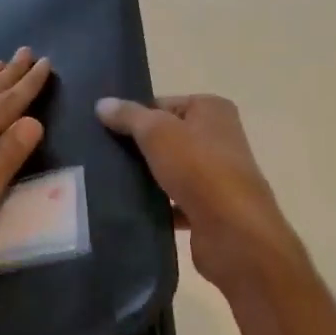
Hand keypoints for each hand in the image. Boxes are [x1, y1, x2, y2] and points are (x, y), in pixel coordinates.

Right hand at [96, 94, 303, 291]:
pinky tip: (131, 210)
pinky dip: (157, 206)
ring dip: (147, 178)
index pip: (163, 104)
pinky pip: (175, 202)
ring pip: (170, 171)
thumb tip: (102, 103)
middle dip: (138, 148)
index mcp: (212, 110)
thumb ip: (129, 116)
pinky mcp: (209, 208)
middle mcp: (219, 138)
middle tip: (102, 156)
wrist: (232, 231)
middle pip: (167, 137)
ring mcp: (216, 175)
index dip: (135, 115)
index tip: (105, 130)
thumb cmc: (198, 168)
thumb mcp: (157, 132)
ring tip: (109, 182)